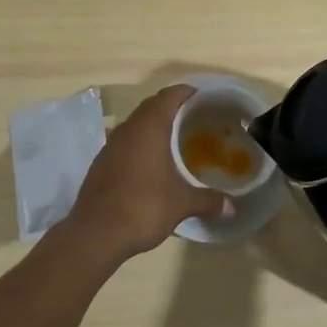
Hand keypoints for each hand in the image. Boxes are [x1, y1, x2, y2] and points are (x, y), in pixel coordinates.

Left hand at [65, 86, 229, 260]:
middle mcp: (128, 128)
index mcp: (149, 127)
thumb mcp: (181, 204)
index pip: (169, 95)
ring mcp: (111, 144)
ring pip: (137, 123)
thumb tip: (232, 207)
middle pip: (152, 105)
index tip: (205, 98)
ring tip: (176, 139)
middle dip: (173, 107)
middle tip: (196, 119)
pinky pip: (126, 141)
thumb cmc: (142, 207)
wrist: (95, 233)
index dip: (187, 92)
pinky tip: (152, 163)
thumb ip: (207, 200)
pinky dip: (141, 143)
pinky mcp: (102, 161)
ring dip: (155, 125)